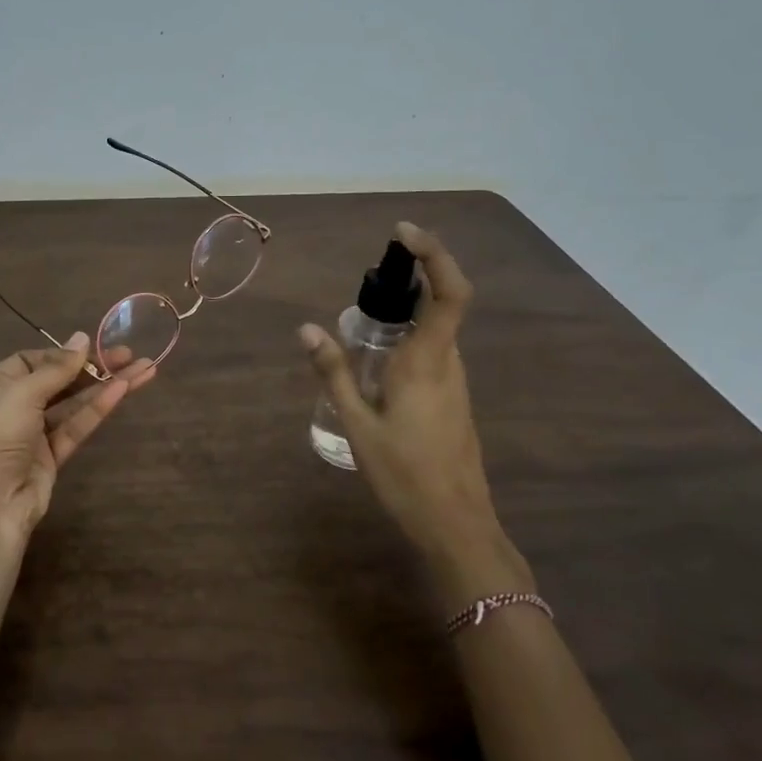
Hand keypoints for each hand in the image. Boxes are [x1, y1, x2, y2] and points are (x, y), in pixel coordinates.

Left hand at [0, 334, 152, 547]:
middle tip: (129, 354)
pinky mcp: (52, 458)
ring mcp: (33, 435)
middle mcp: (12, 408)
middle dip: (92, 367)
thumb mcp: (21, 394)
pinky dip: (98, 409)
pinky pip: (77, 427)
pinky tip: (123, 390)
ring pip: (73, 404)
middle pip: (57, 381)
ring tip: (143, 369)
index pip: (30, 361)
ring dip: (105, 386)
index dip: (61, 354)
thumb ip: (56, 369)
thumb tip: (83, 338)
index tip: (91, 348)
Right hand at [300, 223, 530, 608]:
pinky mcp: (453, 400)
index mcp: (427, 362)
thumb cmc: (404, 474)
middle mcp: (448, 364)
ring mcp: (455, 383)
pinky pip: (432, 354)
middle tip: (370, 279)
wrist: (456, 525)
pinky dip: (408, 340)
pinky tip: (376, 366)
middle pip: (442, 304)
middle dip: (411, 279)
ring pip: (436, 331)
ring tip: (362, 323)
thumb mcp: (357, 424)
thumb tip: (306, 328)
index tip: (403, 235)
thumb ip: (332, 373)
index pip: (449, 293)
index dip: (434, 255)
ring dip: (408, 312)